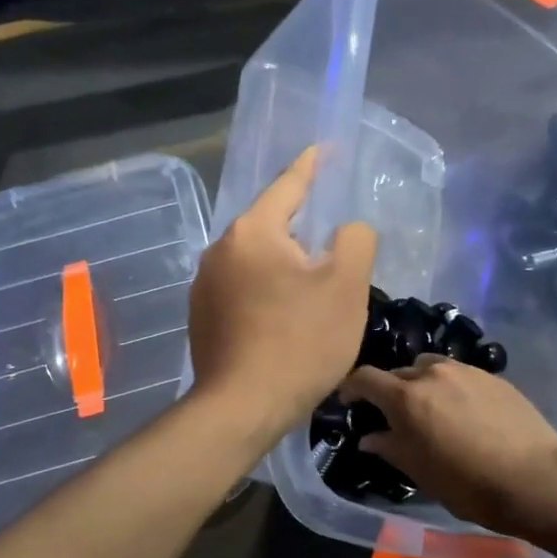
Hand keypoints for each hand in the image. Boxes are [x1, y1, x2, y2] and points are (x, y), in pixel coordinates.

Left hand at [188, 148, 376, 440]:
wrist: (243, 407)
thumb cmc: (300, 341)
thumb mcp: (346, 286)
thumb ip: (355, 240)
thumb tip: (345, 231)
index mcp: (253, 231)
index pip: (288, 184)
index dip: (313, 165)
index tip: (326, 149)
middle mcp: (220, 250)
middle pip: (272, 226)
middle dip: (303, 232)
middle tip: (335, 250)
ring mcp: (204, 286)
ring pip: (257, 261)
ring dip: (286, 267)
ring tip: (314, 292)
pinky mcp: (201, 317)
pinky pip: (243, 289)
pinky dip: (267, 292)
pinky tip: (285, 320)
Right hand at [338, 356, 556, 537]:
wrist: (535, 478)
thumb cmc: (468, 483)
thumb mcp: (420, 472)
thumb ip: (390, 447)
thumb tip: (369, 438)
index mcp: (407, 397)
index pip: (365, 378)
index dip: (351, 388)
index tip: (348, 401)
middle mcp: (433, 374)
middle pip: (398, 372)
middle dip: (389, 391)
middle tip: (393, 416)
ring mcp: (466, 371)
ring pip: (430, 368)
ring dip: (421, 383)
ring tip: (429, 408)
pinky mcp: (493, 376)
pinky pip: (459, 374)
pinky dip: (450, 387)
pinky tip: (462, 411)